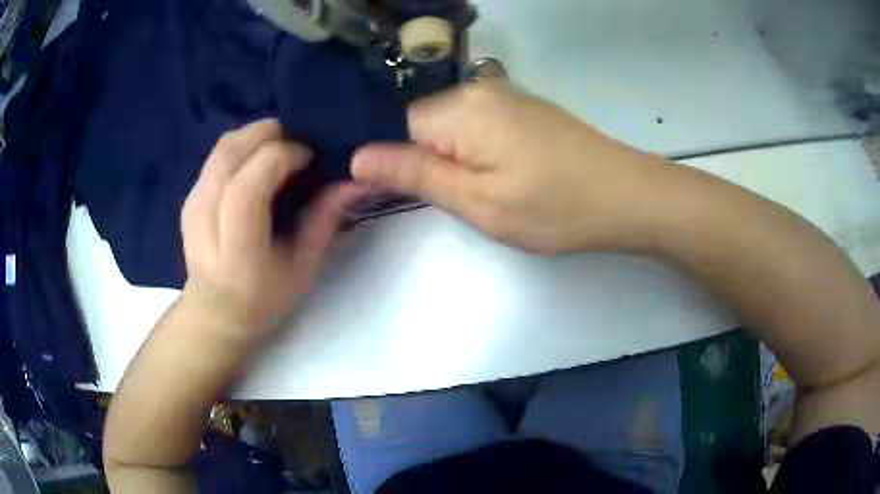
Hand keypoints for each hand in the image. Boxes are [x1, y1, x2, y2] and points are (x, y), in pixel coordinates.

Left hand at [181, 119, 364, 342]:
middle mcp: (205, 221)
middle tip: (301, 143)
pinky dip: (245, 145)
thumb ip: (324, 221)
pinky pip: (219, 154)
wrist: (215, 309)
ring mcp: (193, 204)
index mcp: (235, 253)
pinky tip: (261, 161)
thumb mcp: (303, 269)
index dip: (282, 158)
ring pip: (224, 146)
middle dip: (270, 134)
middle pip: (231, 153)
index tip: (311, 157)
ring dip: (258, 135)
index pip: (248, 187)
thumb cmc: (263, 298)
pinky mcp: (190, 195)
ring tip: (284, 147)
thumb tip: (353, 180)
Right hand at [352, 82, 667, 253]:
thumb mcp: (479, 201)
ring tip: (482, 193)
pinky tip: (501, 175)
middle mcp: (477, 89)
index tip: (395, 199)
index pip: (395, 128)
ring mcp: (503, 96)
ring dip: (452, 161)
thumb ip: (415, 174)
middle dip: (424, 163)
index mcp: (460, 108)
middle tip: (456, 202)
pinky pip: (476, 126)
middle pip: (421, 125)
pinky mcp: (522, 108)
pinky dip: (475, 152)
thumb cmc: (557, 207)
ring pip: (449, 128)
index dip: (389, 164)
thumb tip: (357, 158)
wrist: (627, 197)